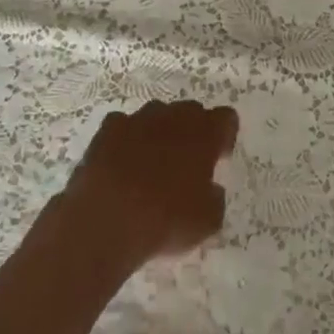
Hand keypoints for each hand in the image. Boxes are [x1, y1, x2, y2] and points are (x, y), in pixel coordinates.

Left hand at [61, 100, 238, 266]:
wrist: (106, 221)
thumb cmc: (166, 220)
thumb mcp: (207, 221)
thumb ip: (215, 198)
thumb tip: (210, 190)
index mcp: (206, 133)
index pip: (226, 118)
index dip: (224, 137)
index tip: (218, 158)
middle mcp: (175, 116)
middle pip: (191, 111)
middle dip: (192, 132)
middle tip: (186, 164)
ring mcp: (139, 118)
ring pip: (157, 115)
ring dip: (159, 132)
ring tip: (150, 165)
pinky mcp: (108, 129)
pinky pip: (123, 125)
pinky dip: (126, 139)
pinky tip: (121, 162)